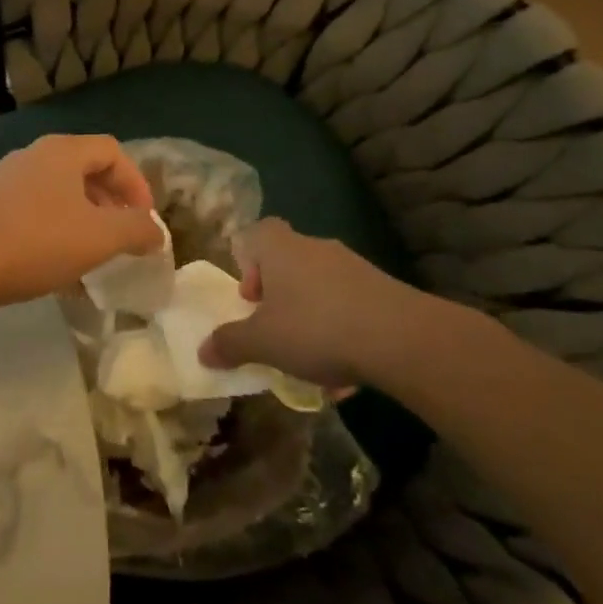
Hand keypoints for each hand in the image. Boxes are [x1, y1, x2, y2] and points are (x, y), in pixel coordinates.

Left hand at [0, 134, 162, 321]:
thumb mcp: (98, 237)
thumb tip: (155, 230)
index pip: (113, 151)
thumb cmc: (33, 242)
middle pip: (86, 172)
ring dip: (84, 224)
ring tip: (95, 260)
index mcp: (62, 152)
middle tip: (124, 239)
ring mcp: (7, 183)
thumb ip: (135, 230)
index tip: (145, 221)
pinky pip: (35, 217)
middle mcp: (34, 158)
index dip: (136, 183)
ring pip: (59, 197)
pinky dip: (56, 237)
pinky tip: (59, 273)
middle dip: (111, 205)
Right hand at [198, 218, 430, 387]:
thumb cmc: (315, 328)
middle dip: (280, 297)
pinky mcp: (382, 288)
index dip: (249, 262)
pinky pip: (351, 305)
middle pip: (288, 262)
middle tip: (277, 329)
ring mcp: (352, 265)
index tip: (252, 299)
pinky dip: (344, 330)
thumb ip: (230, 344)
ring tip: (314, 359)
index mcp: (280, 248)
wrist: (400, 337)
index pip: (258, 233)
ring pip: (320, 287)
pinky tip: (348, 370)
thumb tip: (202, 351)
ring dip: (312, 316)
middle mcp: (314, 247)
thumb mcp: (262, 342)